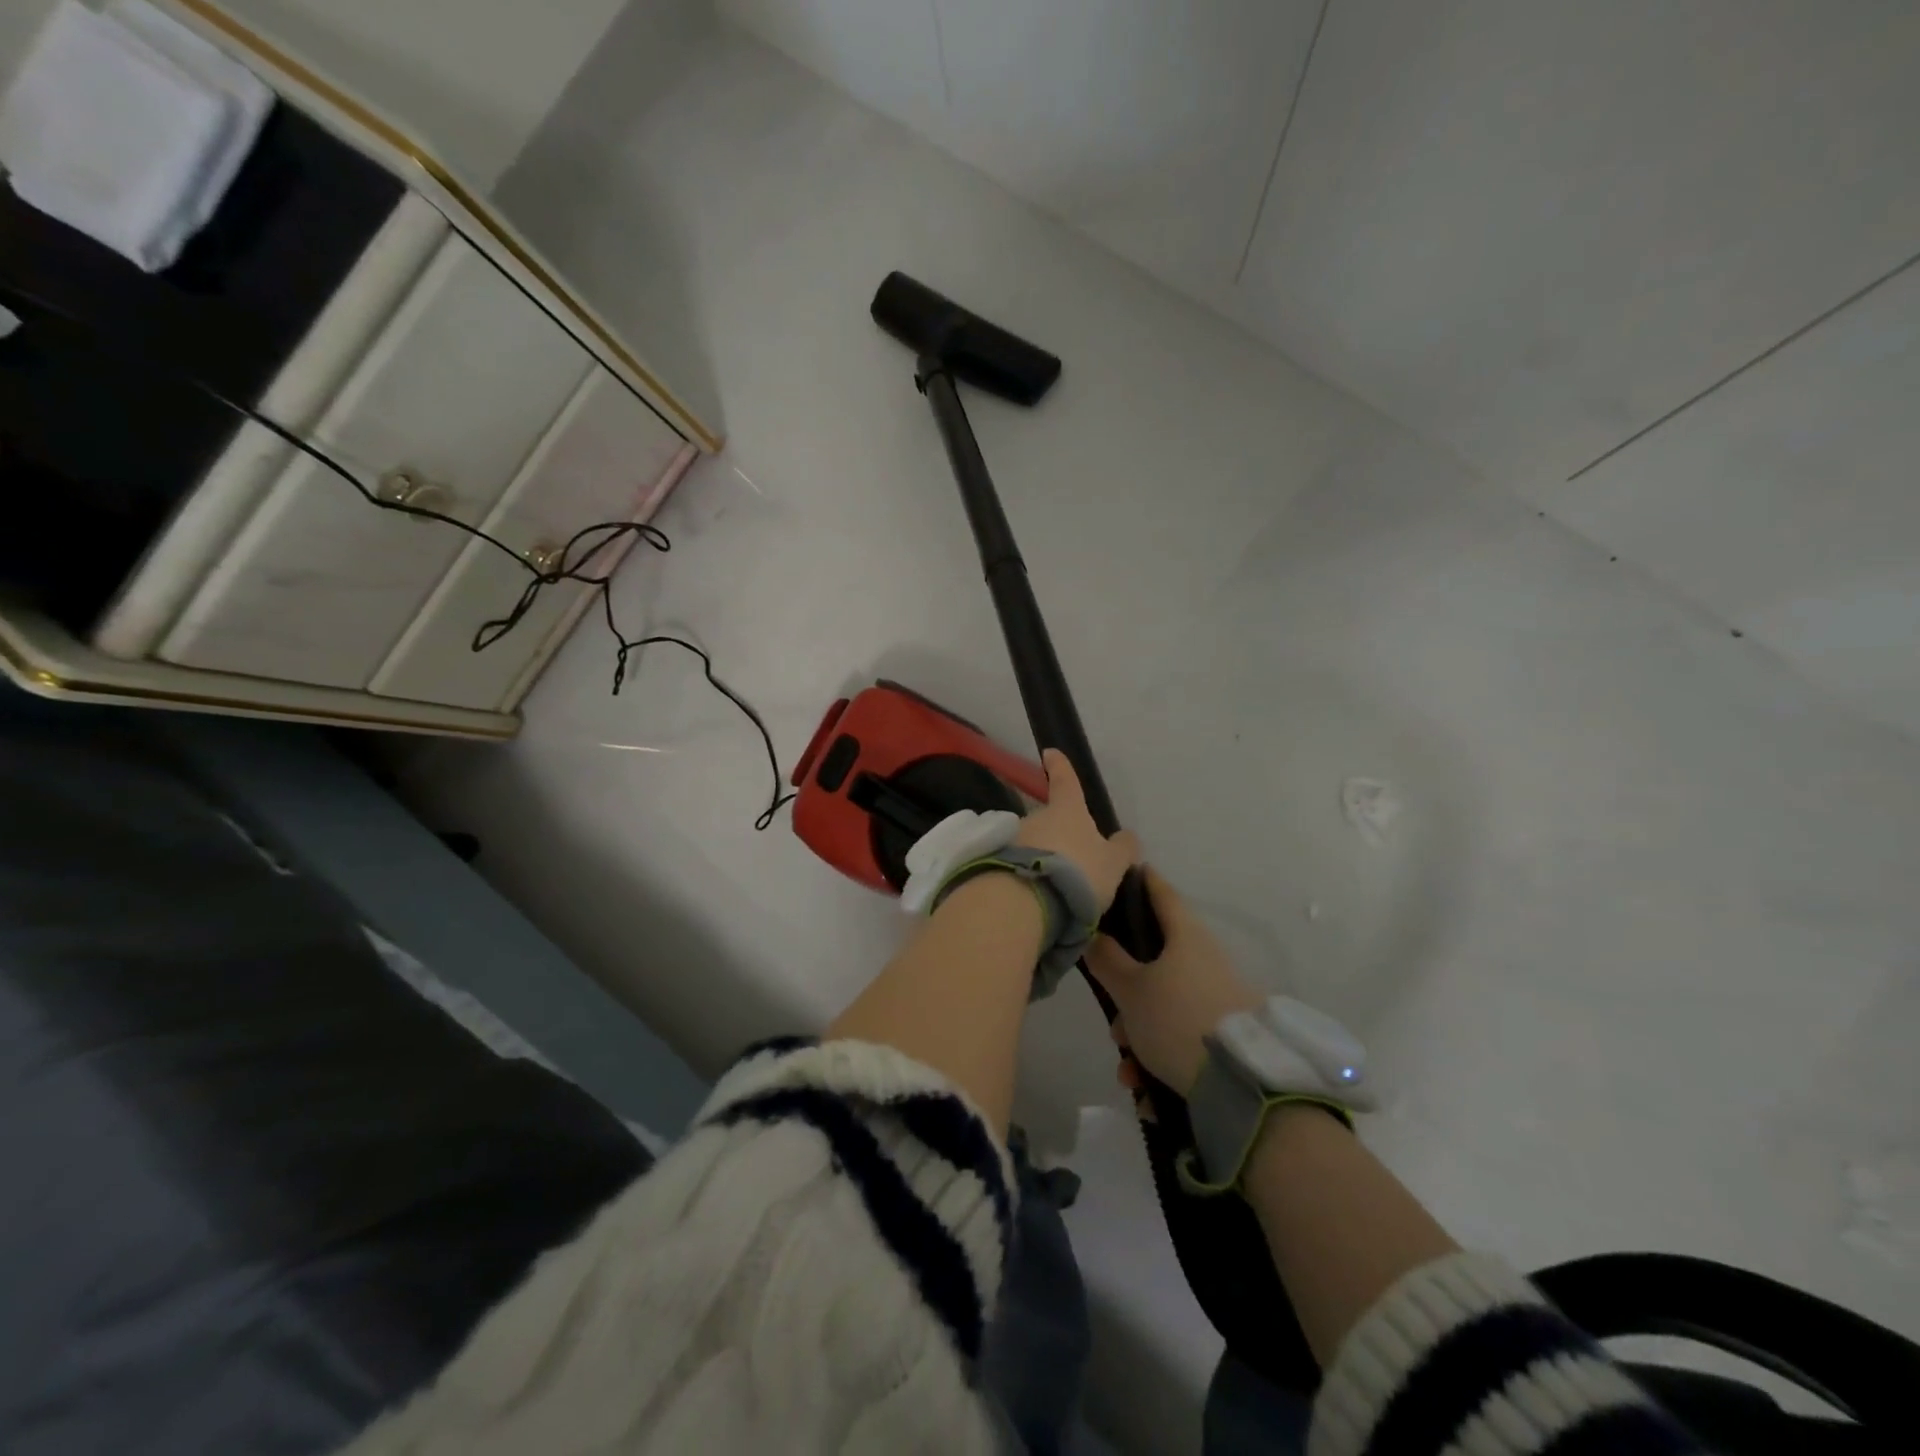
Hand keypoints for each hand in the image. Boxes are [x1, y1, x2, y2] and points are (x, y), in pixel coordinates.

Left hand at [1013, 750, 1141, 910]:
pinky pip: (1019, 863)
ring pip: (1032, 843)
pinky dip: (1028, 873)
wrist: (1031, 900)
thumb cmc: (1080, 872)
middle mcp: (1035, 817)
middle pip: (1048, 820)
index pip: (1065, 781)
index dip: (1060, 767)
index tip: (1049, 753)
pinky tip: (1037, 894)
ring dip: (1042, 857)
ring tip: (1055, 887)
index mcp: (1067, 810)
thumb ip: (1121, 849)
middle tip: (1071, 862)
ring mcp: (1013, 838)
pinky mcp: (997, 862)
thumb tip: (1126, 837)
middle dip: (1057, 835)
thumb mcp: (1113, 863)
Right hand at [1084, 865, 1262, 1097]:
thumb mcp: (1131, 989)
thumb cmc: (1178, 1019)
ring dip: (1139, 1032)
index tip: (1122, 870)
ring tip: (1129, 1067)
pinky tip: (1145, 1086)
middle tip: (1111, 1019)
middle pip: (1154, 958)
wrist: (1243, 1084)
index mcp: (1185, 935)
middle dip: (1125, 990)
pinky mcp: (1225, 1030)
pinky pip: (1180, 1033)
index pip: (1160, 891)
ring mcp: (1217, 994)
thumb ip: (1106, 959)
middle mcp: (1205, 958)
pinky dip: (1159, 1054)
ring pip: (1163, 1002)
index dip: (1140, 879)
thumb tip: (1093, 933)